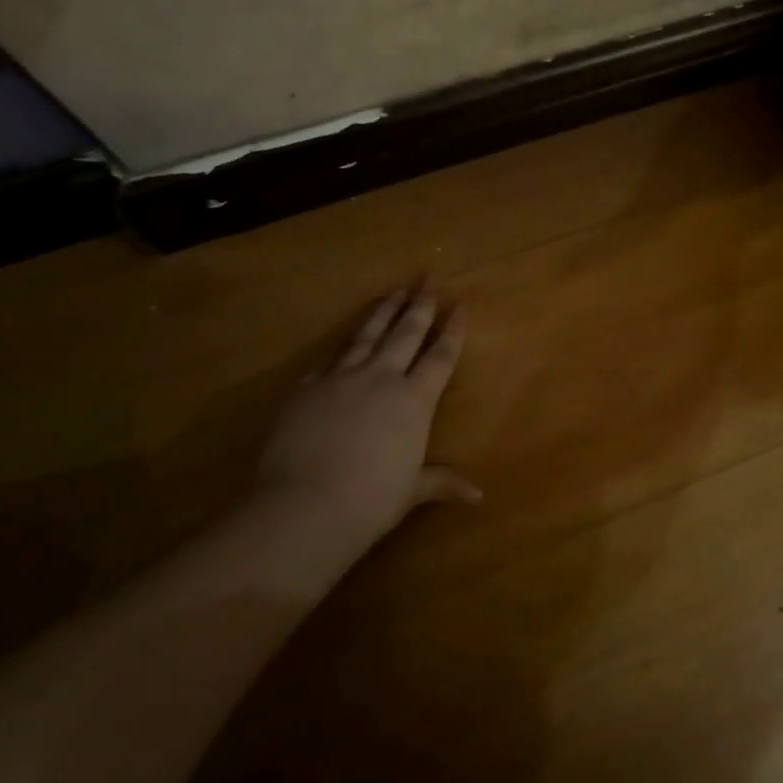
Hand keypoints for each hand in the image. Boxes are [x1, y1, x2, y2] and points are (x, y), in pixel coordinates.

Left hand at [254, 286, 478, 542]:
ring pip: (367, 334)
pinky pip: (330, 360)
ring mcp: (341, 378)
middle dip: (420, 303)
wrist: (304, 505)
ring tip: (393, 291)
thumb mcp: (411, 491)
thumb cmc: (370, 501)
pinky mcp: (308, 387)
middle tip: (428, 277)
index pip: (440, 356)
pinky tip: (345, 341)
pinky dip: (342, 347)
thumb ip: (441, 482)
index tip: (460, 304)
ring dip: (383, 311)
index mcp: (414, 400)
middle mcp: (381, 378)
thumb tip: (478, 496)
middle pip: (406, 332)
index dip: (453, 329)